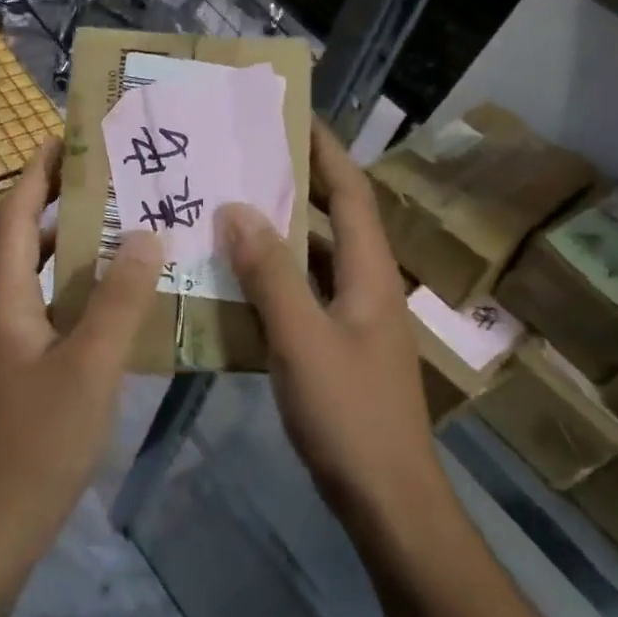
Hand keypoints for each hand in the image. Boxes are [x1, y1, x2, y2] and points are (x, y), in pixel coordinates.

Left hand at [0, 139, 164, 564]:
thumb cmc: (38, 442)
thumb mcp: (90, 367)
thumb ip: (119, 300)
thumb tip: (147, 234)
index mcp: (2, 297)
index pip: (11, 214)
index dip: (35, 172)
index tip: (69, 138)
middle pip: (9, 235)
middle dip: (44, 198)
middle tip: (96, 177)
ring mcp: (2, 341)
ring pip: (25, 272)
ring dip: (58, 242)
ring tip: (110, 224)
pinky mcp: (15, 368)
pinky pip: (40, 305)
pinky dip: (68, 286)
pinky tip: (108, 297)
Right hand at [217, 125, 435, 521]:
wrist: (387, 500)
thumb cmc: (350, 415)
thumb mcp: (303, 339)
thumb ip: (270, 274)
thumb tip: (237, 209)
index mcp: (372, 274)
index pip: (353, 193)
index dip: (327, 151)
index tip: (291, 116)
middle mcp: (368, 287)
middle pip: (335, 221)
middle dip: (298, 185)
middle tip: (245, 159)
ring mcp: (355, 322)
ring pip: (316, 262)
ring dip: (280, 234)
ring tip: (229, 210)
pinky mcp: (338, 351)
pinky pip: (303, 299)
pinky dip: (273, 282)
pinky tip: (234, 283)